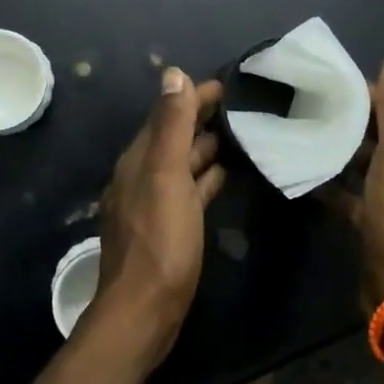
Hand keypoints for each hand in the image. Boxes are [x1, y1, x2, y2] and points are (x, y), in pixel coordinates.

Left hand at [89, 68, 225, 370]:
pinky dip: (207, 176)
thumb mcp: (166, 176)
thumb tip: (173, 73)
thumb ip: (170, 125)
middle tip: (244, 106)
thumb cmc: (159, 241)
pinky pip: (190, 189)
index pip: (167, 113)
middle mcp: (143, 175)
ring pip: (184, 162)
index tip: (228, 84)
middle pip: (175, 136)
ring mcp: (155, 202)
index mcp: (139, 159)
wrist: (144, 311)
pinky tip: (227, 173)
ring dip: (207, 146)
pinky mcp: (169, 226)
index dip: (193, 96)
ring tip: (242, 133)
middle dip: (203, 117)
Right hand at [320, 50, 383, 308]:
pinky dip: (333, 184)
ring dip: (339, 151)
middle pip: (381, 137)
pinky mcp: (378, 225)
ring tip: (301, 134)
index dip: (366, 95)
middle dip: (349, 122)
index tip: (327, 85)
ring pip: (365, 165)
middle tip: (306, 107)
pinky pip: (353, 195)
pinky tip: (305, 174)